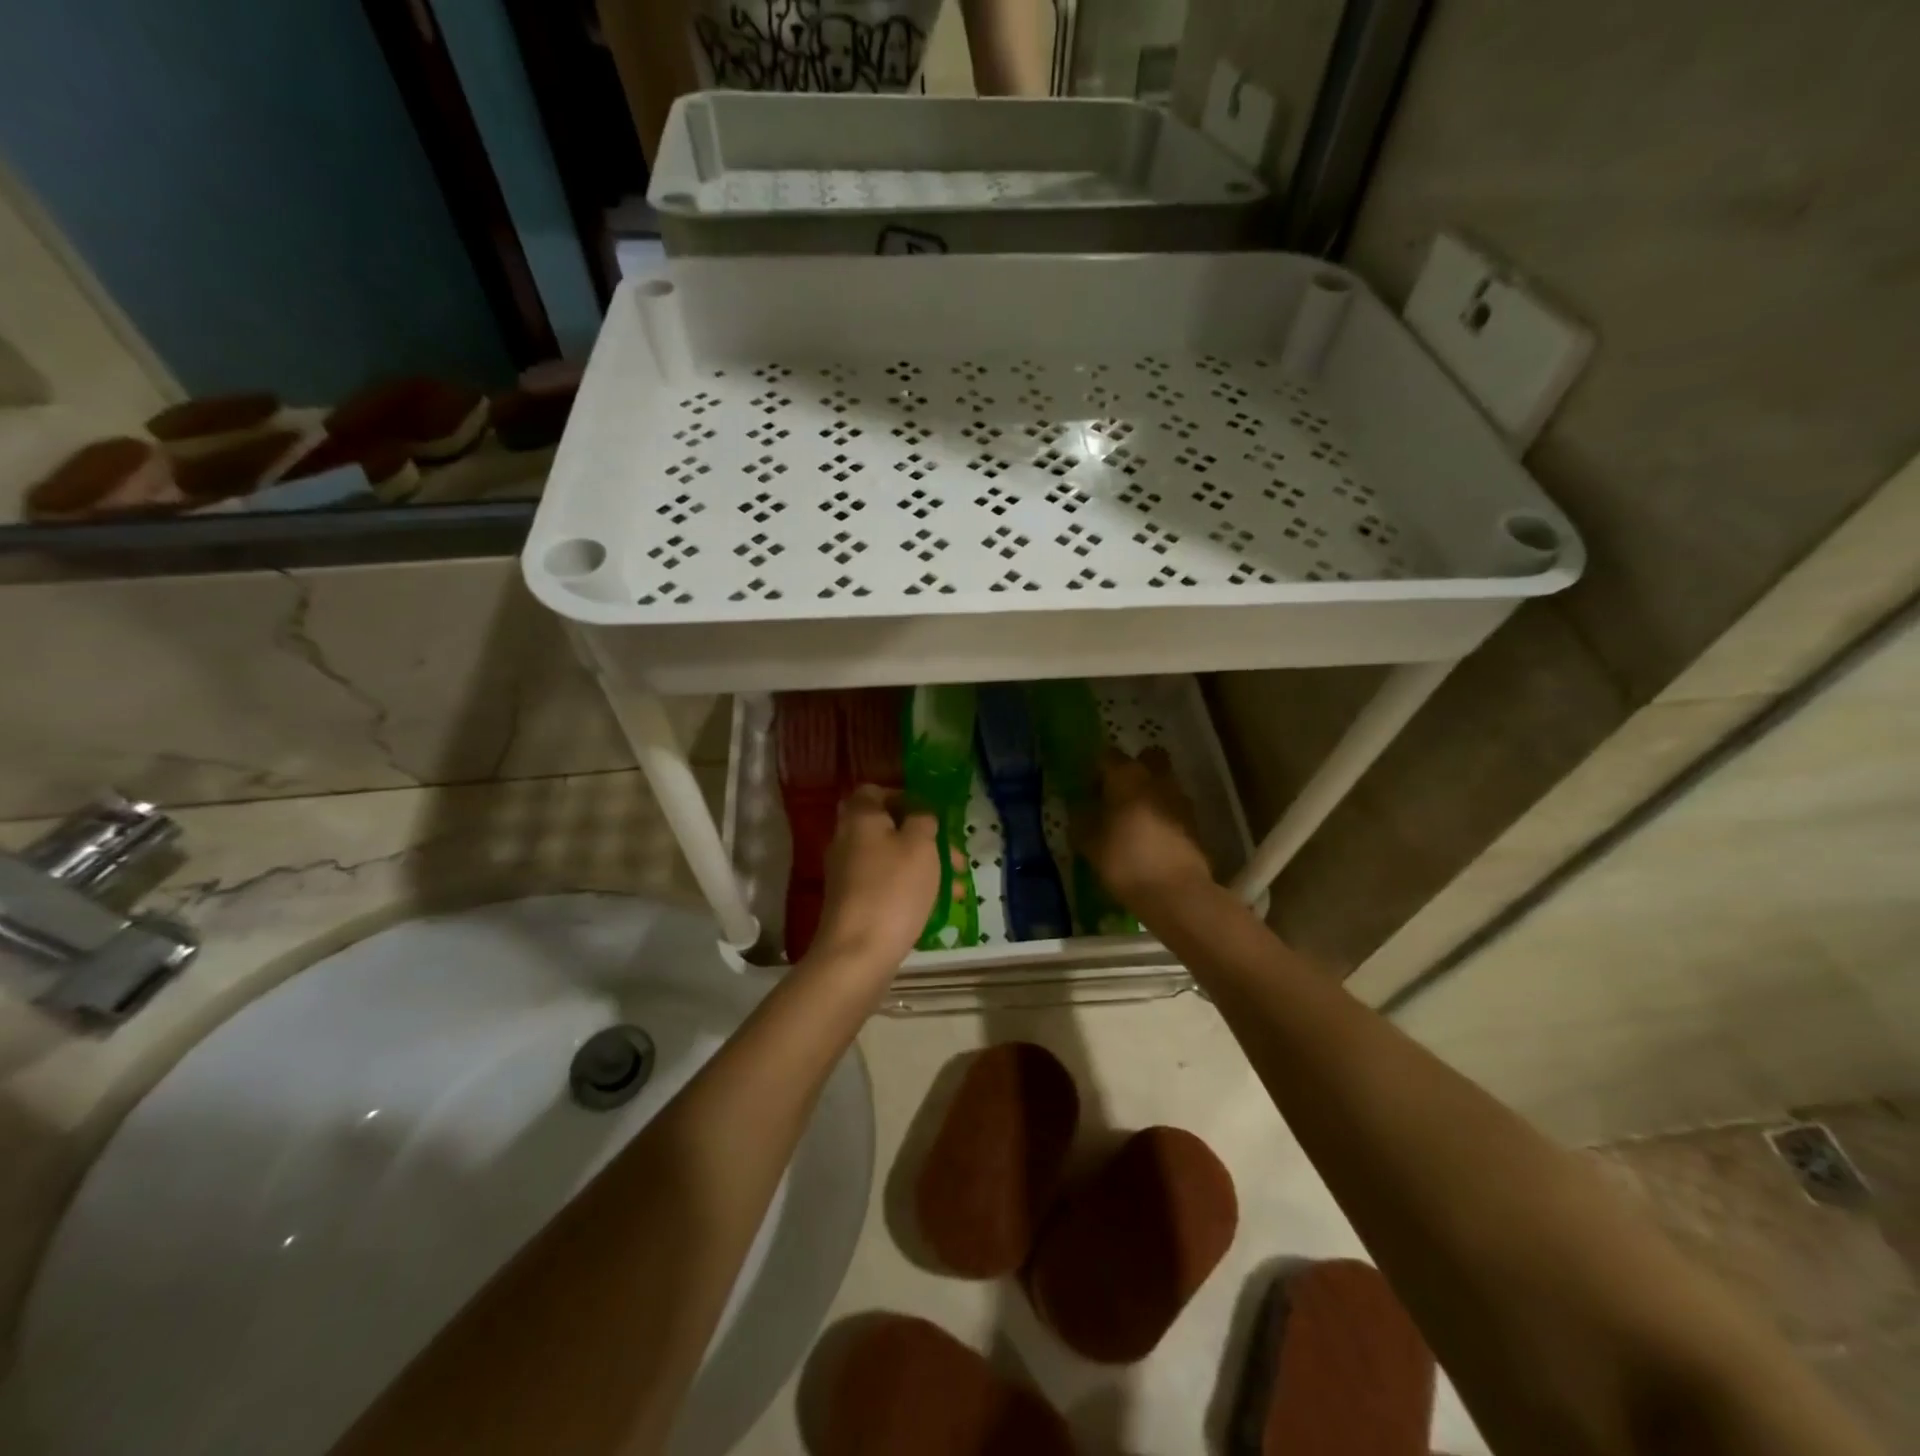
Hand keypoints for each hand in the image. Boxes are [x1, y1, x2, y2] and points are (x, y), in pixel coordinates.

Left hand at [806, 786, 940, 978]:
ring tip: (955, 888)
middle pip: (886, 827)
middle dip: (922, 839)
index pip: (874, 791)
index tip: (930, 813)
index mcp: (860, 817)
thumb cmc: (893, 889)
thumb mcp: (920, 846)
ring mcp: (846, 873)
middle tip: (951, 855)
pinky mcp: (851, 902)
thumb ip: (923, 821)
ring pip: (889, 859)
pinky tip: (935, 907)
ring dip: (922, 867)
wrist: (857, 952)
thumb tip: (920, 816)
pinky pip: (884, 884)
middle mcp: (846, 840)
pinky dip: (908, 889)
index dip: (903, 797)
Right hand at [1074, 747, 1215, 911]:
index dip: (1096, 772)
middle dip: (1133, 770)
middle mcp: (1157, 779)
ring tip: (1133, 821)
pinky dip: (1163, 814)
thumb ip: (1081, 819)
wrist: (1176, 893)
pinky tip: (1151, 838)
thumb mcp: (1088, 843)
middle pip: (1147, 758)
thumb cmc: (1125, 861)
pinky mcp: (1195, 822)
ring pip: (1163, 782)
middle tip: (1117, 795)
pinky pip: (1174, 807)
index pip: (1108, 756)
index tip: (1089, 793)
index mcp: (1127, 776)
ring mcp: (1180, 799)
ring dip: (1150, 793)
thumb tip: (1080, 808)